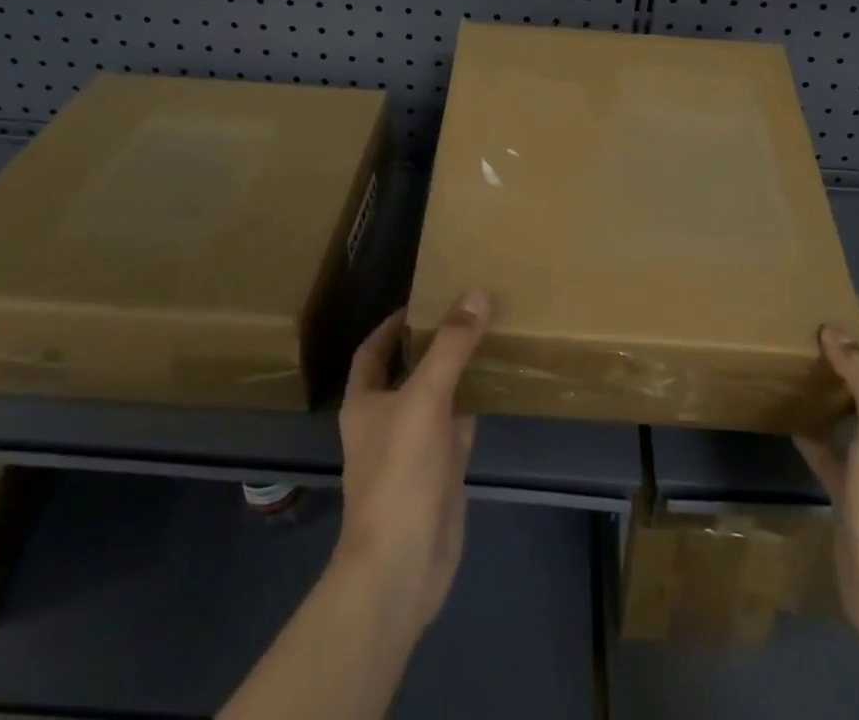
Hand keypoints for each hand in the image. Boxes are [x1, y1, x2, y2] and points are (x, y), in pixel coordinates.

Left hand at [332, 290, 489, 635]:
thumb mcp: (425, 397)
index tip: (423, 302)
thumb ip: (450, 346)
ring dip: (455, 374)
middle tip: (465, 313)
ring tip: (485, 339)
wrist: (402, 564)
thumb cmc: (399, 472)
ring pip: (435, 399)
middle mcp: (385, 422)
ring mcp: (413, 450)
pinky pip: (456, 428)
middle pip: (407, 372)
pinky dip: (472, 407)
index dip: (392, 325)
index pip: (372, 351)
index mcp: (364, 403)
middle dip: (431, 345)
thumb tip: (475, 294)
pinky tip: (494, 388)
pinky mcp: (439, 473)